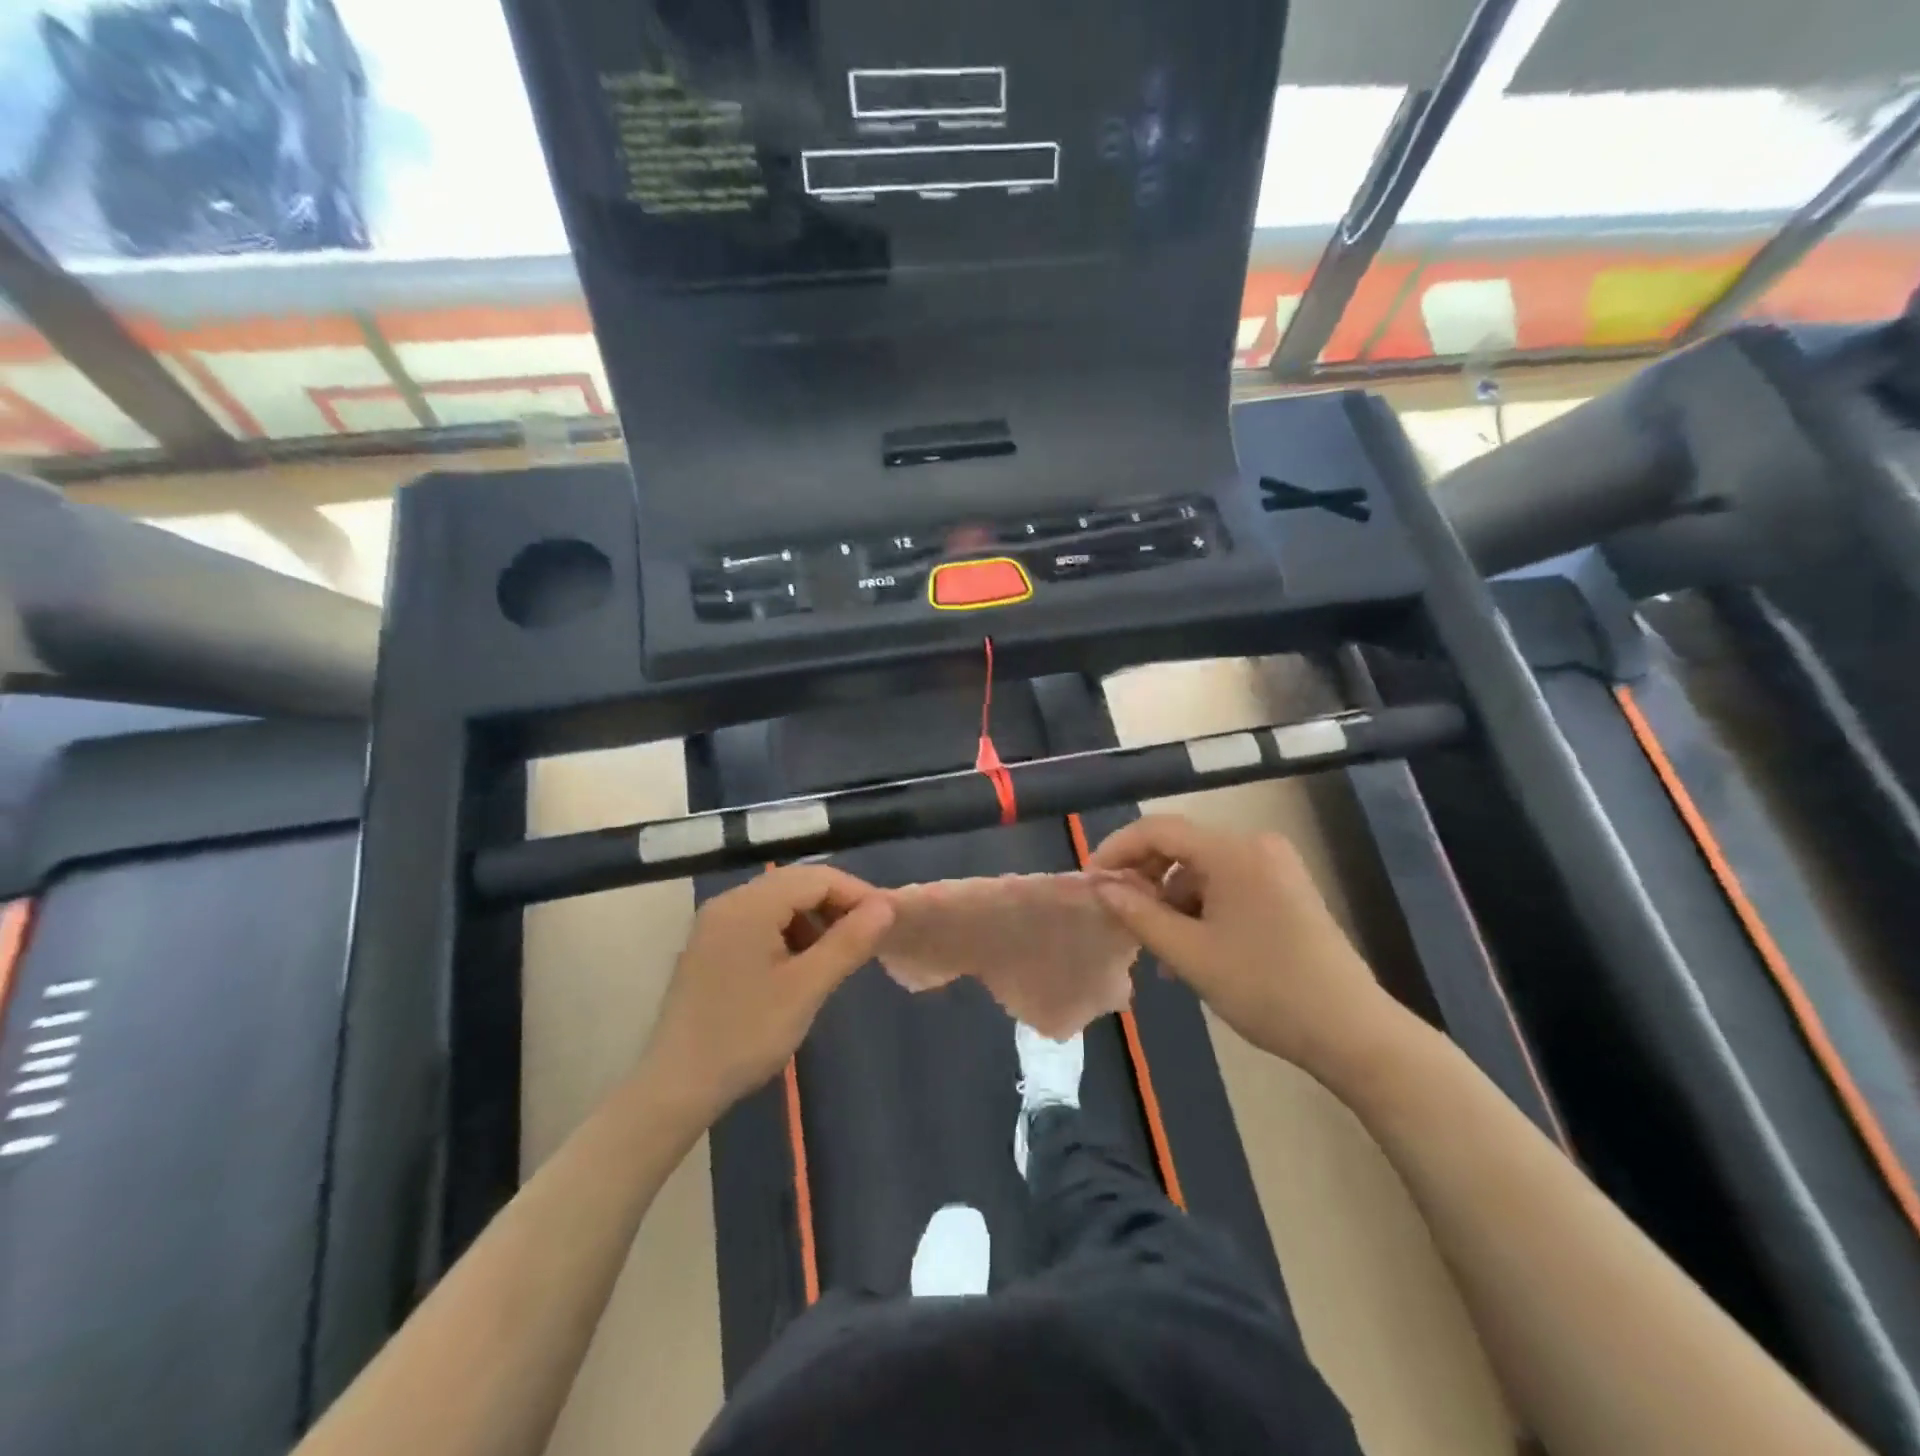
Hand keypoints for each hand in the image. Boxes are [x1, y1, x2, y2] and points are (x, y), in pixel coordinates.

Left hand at [643, 865, 894, 1119]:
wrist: (675, 1088)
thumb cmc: (745, 1036)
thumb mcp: (806, 989)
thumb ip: (848, 942)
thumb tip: (886, 906)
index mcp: (749, 905)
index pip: (817, 878)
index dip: (858, 893)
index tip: (888, 922)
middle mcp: (729, 902)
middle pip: (796, 884)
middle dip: (837, 904)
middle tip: (869, 936)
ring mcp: (715, 923)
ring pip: (779, 901)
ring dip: (814, 919)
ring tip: (837, 955)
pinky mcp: (710, 945)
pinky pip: (760, 921)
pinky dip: (789, 932)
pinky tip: (801, 965)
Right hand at [1090, 815, 1398, 1077]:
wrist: (1352, 1032)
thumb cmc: (1265, 989)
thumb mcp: (1189, 954)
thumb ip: (1138, 913)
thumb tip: (1100, 886)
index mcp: (1233, 851)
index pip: (1158, 829)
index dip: (1117, 850)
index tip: (1091, 882)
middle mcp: (1255, 845)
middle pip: (1181, 846)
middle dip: (1144, 879)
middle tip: (1120, 916)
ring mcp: (1275, 866)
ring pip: (1201, 869)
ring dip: (1171, 900)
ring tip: (1158, 950)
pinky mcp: (1285, 889)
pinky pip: (1226, 884)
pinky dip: (1200, 908)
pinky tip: (1191, 948)